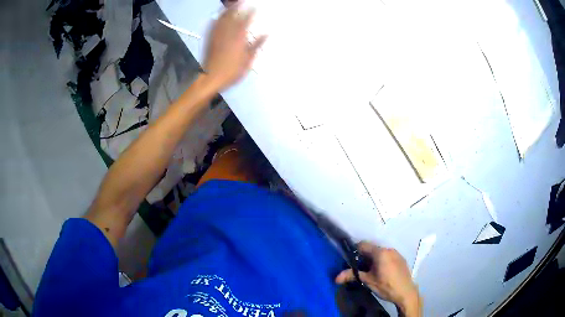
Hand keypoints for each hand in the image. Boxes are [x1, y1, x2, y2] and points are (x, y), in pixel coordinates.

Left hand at [203, 2, 266, 90]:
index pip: (246, 21)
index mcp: (239, 38)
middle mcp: (227, 33)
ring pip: (222, 19)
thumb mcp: (248, 60)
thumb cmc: (231, 71)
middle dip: (237, 7)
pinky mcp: (209, 39)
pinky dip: (216, 19)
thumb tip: (267, 34)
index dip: (251, 13)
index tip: (255, 7)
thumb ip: (257, 45)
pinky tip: (216, 17)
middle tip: (241, 1)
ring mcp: (217, 36)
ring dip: (227, 10)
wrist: (210, 78)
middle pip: (232, 16)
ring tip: (231, 5)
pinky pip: (212, 26)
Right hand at [335, 242, 421, 316]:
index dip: (354, 251)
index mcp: (380, 252)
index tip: (350, 260)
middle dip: (363, 257)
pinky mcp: (401, 259)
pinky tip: (381, 272)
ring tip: (369, 271)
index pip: (363, 245)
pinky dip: (381, 260)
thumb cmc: (386, 286)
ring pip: (380, 252)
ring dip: (373, 259)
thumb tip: (336, 277)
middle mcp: (389, 249)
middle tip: (358, 268)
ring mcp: (396, 253)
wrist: (406, 292)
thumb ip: (352, 276)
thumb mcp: (368, 281)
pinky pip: (388, 255)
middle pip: (372, 248)